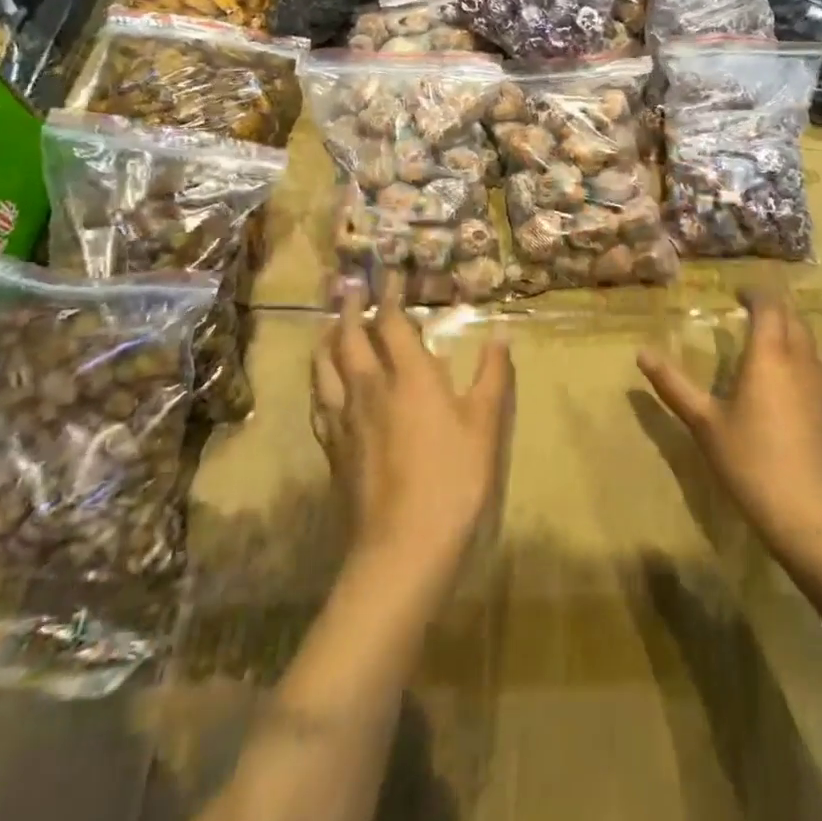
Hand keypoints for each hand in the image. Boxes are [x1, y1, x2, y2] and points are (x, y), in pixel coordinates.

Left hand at [312, 275, 514, 578]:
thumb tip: (501, 332)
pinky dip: (320, 381)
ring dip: (328, 339)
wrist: (403, 545)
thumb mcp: (486, 424)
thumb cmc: (454, 478)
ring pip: (325, 367)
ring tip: (329, 326)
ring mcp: (346, 419)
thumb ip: (493, 374)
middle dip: (352, 309)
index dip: (391, 297)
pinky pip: (320, 402)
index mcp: (410, 377)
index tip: (389, 275)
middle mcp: (370, 388)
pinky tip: (323, 385)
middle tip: (351, 288)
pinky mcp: (333, 448)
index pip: (394, 324)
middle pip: (351, 338)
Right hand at [637, 291, 821, 564]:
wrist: (815, 515)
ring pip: (813, 337)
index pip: (769, 304)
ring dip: (793, 328)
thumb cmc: (752, 464)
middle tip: (749, 313)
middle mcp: (802, 358)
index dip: (754, 292)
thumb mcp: (705, 424)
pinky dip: (807, 353)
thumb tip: (641, 353)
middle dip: (773, 307)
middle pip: (793, 316)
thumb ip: (673, 385)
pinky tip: (793, 379)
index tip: (737, 293)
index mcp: (769, 354)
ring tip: (771, 340)